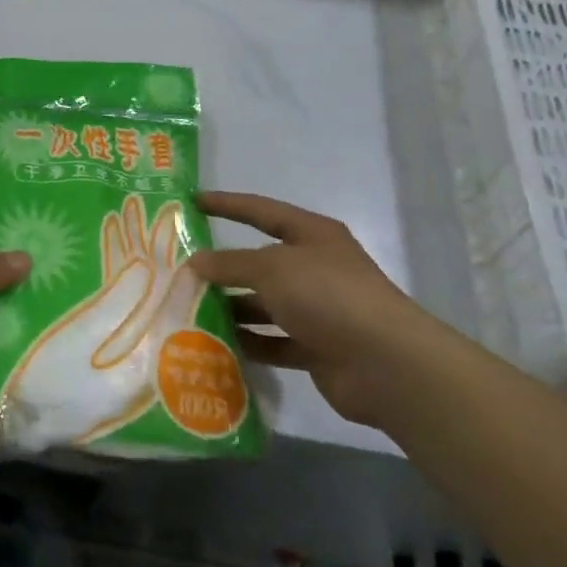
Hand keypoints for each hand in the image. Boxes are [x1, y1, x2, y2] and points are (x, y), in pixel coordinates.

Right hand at [189, 191, 439, 426]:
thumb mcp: (271, 268)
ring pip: (264, 304)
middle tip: (181, 270)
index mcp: (312, 235)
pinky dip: (249, 342)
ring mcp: (318, 310)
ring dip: (232, 308)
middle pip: (260, 262)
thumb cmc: (327, 295)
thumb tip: (195, 261)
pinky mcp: (317, 348)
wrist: (386, 364)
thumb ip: (230, 263)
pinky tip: (217, 345)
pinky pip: (274, 341)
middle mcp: (315, 268)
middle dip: (224, 267)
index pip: (261, 212)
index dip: (227, 205)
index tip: (193, 202)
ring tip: (189, 310)